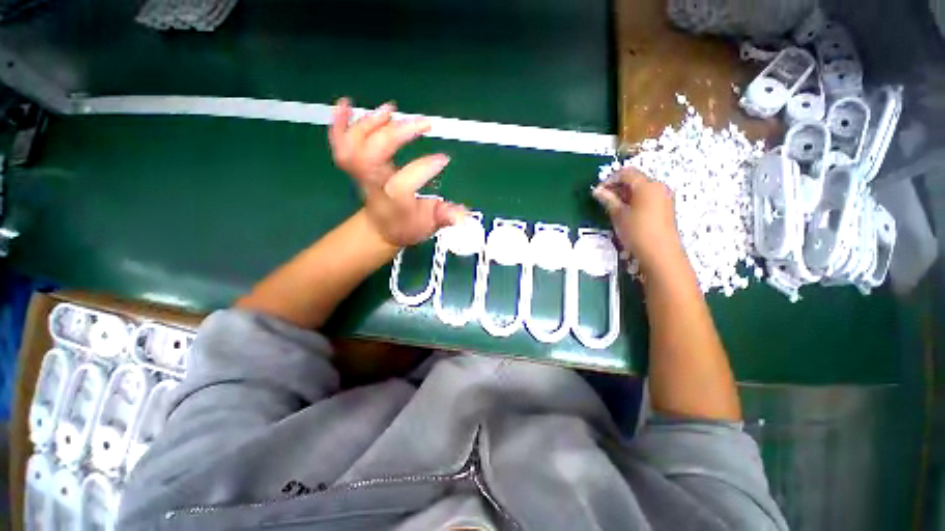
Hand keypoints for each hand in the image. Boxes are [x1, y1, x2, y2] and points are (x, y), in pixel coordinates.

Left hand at [329, 98, 465, 246]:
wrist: (378, 229)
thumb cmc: (406, 226)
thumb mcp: (428, 226)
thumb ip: (443, 218)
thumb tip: (461, 213)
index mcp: (395, 201)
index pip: (405, 181)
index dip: (425, 167)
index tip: (444, 159)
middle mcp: (375, 185)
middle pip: (373, 155)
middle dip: (397, 134)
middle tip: (424, 123)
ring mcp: (361, 174)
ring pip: (353, 146)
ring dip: (369, 123)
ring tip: (391, 109)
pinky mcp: (354, 166)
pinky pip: (339, 144)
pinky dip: (338, 122)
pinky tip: (346, 103)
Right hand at [592, 168, 683, 272]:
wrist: (660, 253)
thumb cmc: (637, 231)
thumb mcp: (618, 215)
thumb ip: (608, 199)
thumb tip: (597, 191)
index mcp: (647, 185)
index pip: (626, 173)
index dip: (609, 180)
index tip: (598, 191)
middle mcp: (658, 187)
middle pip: (635, 180)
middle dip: (617, 187)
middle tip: (603, 200)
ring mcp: (664, 197)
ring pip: (641, 190)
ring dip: (625, 195)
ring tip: (612, 208)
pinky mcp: (666, 208)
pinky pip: (647, 198)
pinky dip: (634, 201)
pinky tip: (626, 214)